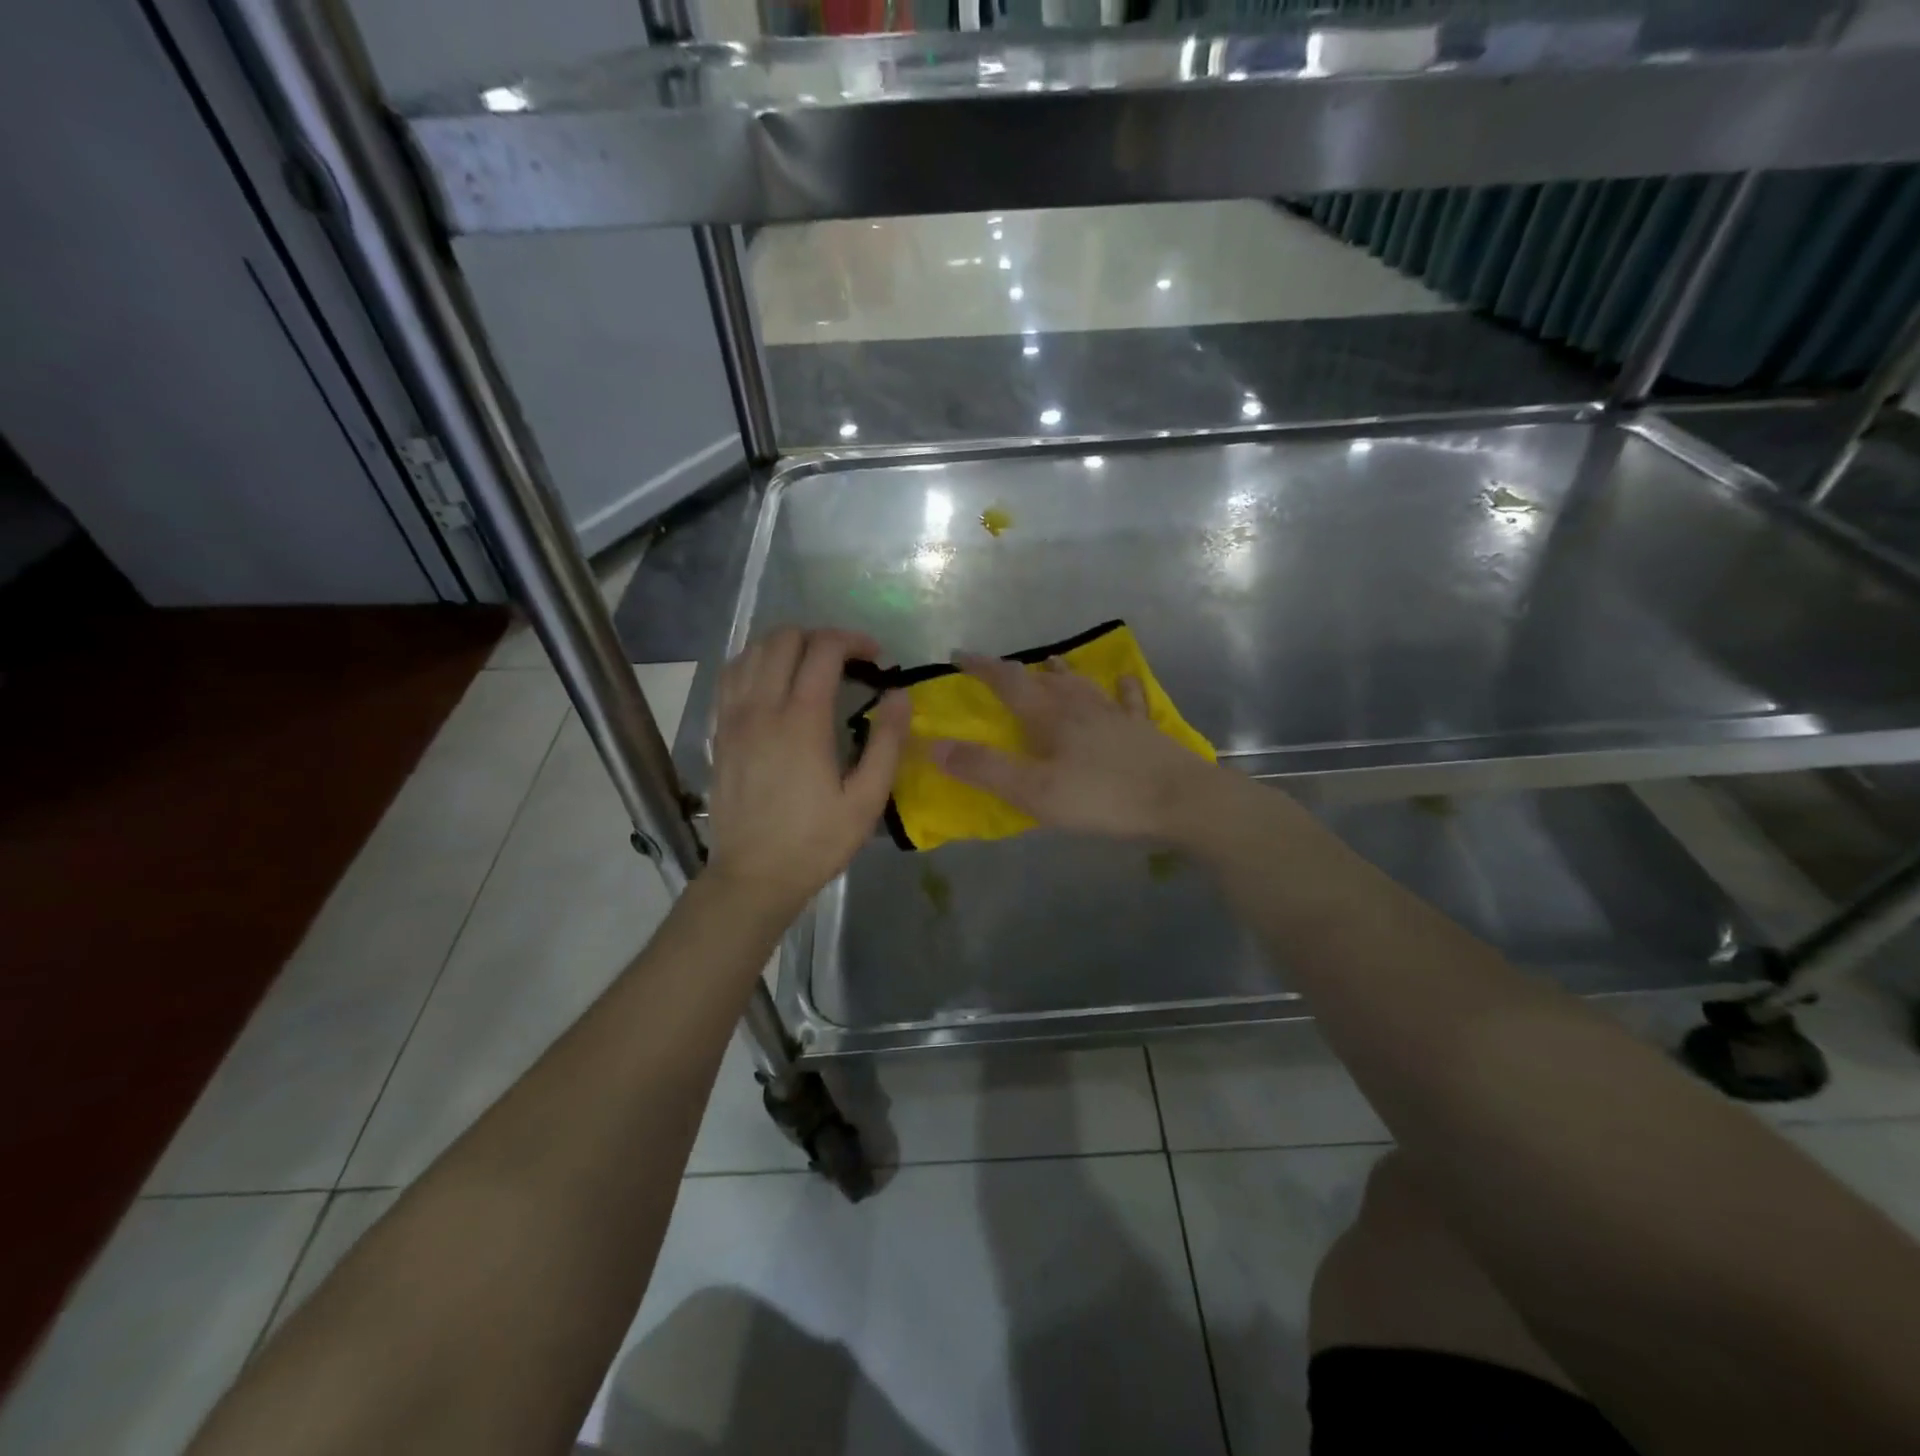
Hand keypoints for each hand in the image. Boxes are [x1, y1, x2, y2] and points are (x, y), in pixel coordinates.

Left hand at [705, 628, 909, 919]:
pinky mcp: (720, 732)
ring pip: (753, 650)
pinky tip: (773, 681)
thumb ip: (888, 742)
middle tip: (847, 661)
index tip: (876, 658)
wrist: (753, 876)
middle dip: (821, 637)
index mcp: (802, 720)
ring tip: (811, 667)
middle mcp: (762, 707)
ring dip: (787, 645)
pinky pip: (731, 675)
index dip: (854, 641)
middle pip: (784, 638)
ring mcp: (734, 717)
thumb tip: (899, 694)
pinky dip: (756, 663)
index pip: (824, 649)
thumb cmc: (816, 841)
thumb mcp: (867, 800)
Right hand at [927, 652, 1222, 839]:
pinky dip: (1120, 688)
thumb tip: (933, 745)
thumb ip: (985, 769)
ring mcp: (1115, 715)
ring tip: (1050, 663)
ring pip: (1082, 684)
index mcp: (1050, 718)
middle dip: (1017, 672)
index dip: (981, 667)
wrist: (1180, 800)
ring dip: (1062, 672)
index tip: (958, 655)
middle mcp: (1080, 707)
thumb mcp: (1034, 792)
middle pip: (1044, 680)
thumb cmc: (1103, 798)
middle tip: (1000, 670)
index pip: (1008, 681)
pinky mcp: (1143, 730)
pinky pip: (1128, 700)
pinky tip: (1123, 680)